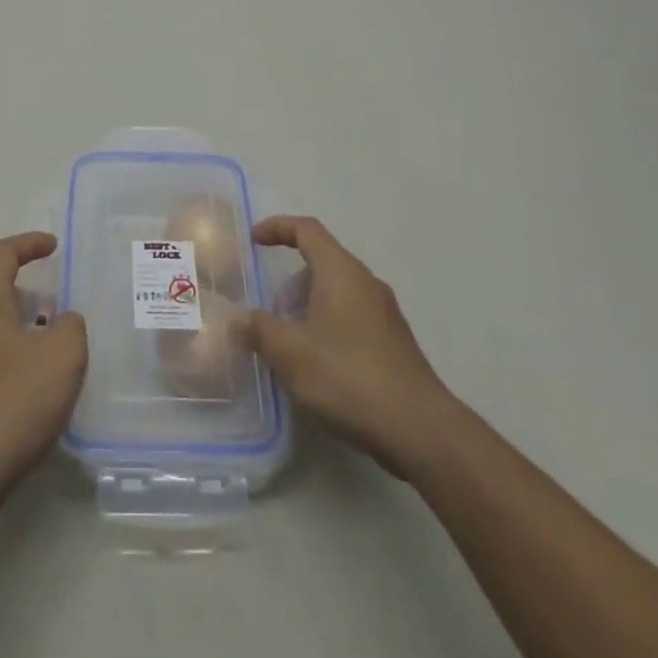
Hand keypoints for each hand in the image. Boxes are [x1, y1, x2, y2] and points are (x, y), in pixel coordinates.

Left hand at [0, 232, 86, 519]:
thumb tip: (62, 324)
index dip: (29, 243)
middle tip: (63, 308)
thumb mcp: (62, 355)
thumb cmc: (12, 401)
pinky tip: (40, 393)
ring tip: (59, 352)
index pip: (2, 255)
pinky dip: (17, 365)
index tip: (54, 247)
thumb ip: (71, 327)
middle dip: (31, 295)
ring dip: (25, 333)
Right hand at [242, 216, 448, 478]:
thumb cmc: (348, 378)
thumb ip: (259, 330)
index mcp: (341, 272)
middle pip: (321, 263)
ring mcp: (385, 314)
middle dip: (289, 284)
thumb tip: (238, 319)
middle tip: (269, 316)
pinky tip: (318, 368)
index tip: (254, 241)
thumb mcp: (290, 353)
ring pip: (336, 294)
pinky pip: (351, 318)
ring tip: (289, 347)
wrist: (419, 429)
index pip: (307, 230)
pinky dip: (327, 328)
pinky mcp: (394, 343)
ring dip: (307, 309)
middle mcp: (366, 283)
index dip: (277, 228)